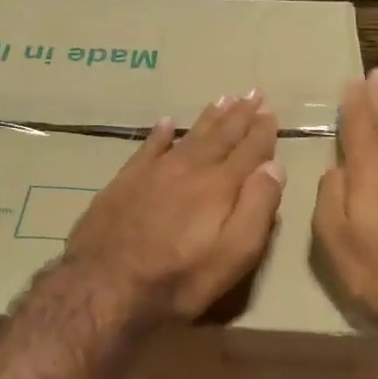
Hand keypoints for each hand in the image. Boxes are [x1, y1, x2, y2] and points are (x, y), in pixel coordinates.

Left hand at [66, 90, 285, 322]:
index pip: (249, 150)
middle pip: (220, 136)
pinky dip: (160, 133)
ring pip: (188, 136)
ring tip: (223, 99)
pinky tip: (166, 122)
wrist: (103, 285)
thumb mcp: (233, 256)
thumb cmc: (177, 279)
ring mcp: (154, 172)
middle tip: (253, 93)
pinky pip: (148, 147)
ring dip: (208, 118)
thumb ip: (257, 209)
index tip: (271, 110)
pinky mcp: (125, 181)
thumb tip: (274, 167)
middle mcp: (189, 169)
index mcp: (219, 186)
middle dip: (240, 115)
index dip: (263, 130)